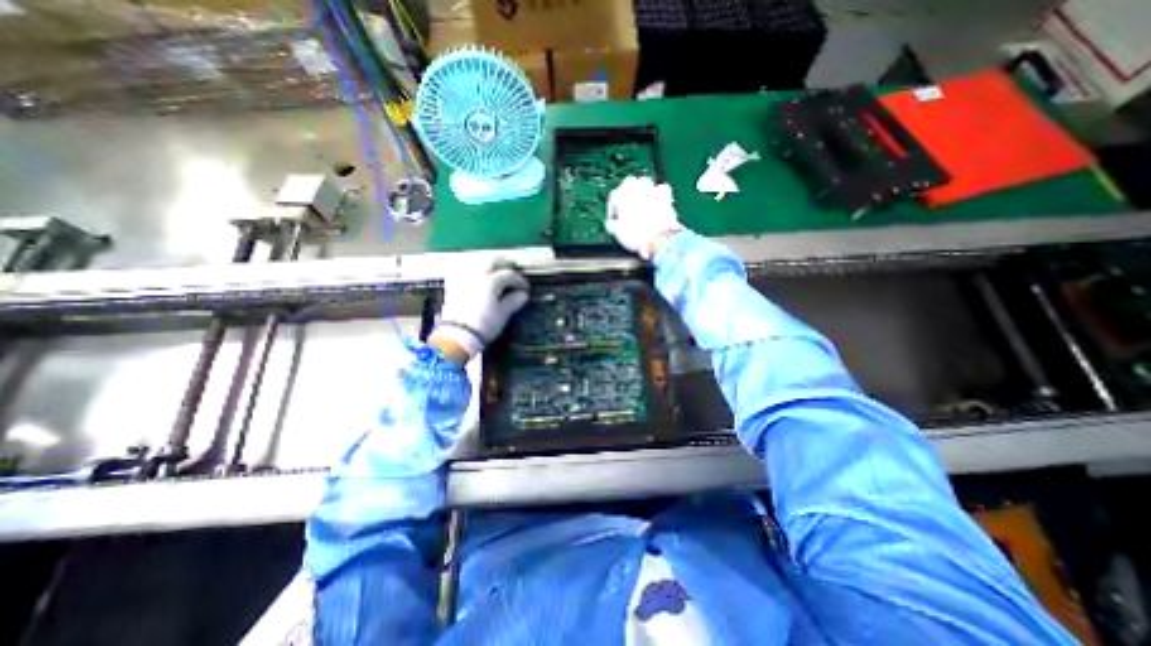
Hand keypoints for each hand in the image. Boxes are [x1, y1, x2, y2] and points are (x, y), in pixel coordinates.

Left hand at [431, 259, 529, 360]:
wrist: (457, 336)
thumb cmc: (484, 325)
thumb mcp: (503, 314)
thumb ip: (513, 301)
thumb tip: (523, 294)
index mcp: (491, 282)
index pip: (509, 275)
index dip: (520, 280)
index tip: (525, 288)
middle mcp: (477, 274)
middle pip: (492, 260)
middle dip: (504, 264)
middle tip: (512, 272)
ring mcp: (463, 278)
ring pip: (477, 261)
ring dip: (489, 264)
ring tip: (496, 273)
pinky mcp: (453, 284)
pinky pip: (464, 269)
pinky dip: (474, 269)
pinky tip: (478, 277)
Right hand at [607, 176, 675, 258]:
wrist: (658, 238)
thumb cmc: (635, 235)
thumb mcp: (618, 233)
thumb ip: (612, 225)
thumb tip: (611, 224)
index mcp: (621, 195)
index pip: (613, 197)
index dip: (612, 209)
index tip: (613, 220)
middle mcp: (637, 188)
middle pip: (629, 183)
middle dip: (627, 193)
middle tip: (626, 206)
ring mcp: (652, 190)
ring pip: (645, 183)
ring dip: (642, 190)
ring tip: (641, 202)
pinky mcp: (665, 196)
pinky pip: (661, 189)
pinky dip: (658, 194)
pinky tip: (657, 202)